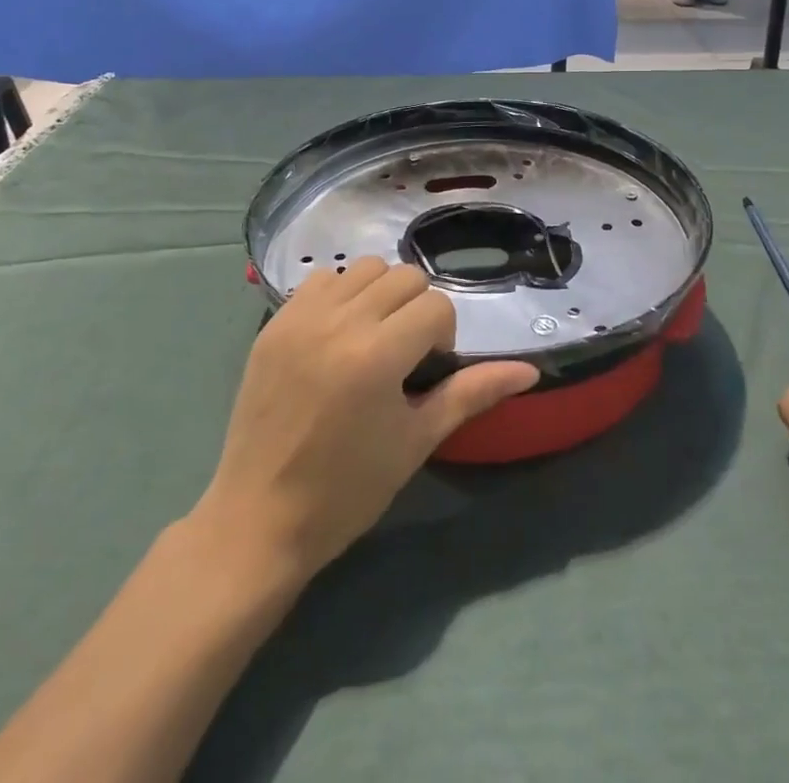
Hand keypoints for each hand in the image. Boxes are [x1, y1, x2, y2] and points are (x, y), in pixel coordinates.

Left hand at [196, 258, 538, 580]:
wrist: (259, 518)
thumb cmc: (347, 490)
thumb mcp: (417, 441)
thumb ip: (472, 394)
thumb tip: (529, 371)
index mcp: (377, 355)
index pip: (435, 306)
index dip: (442, 337)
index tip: (425, 373)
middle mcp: (339, 322)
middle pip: (404, 277)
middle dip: (417, 310)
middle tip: (403, 357)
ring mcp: (301, 317)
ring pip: (364, 269)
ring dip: (380, 295)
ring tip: (370, 340)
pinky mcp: (274, 322)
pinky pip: (321, 280)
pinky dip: (340, 295)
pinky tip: (336, 336)